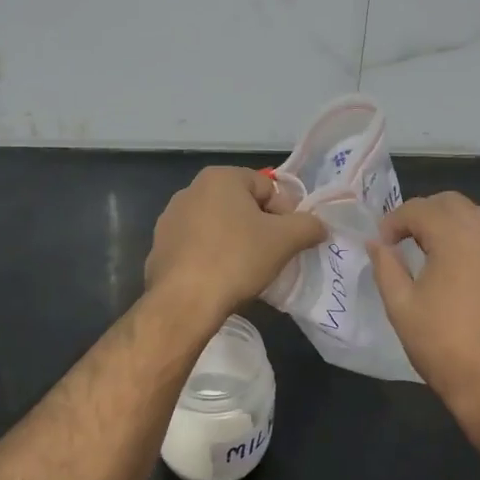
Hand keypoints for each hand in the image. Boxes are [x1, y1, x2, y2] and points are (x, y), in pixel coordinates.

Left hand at [146, 167, 324, 321]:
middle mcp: (191, 190)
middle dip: (260, 228)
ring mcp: (171, 219)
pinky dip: (213, 257)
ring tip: (247, 271)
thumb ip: (308, 226)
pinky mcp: (160, 247)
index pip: (267, 187)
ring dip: (237, 242)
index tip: (288, 241)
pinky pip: (198, 246)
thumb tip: (319, 226)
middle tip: (272, 256)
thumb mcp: (285, 240)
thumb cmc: (237, 259)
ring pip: (219, 226)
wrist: (184, 302)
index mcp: (220, 178)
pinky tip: (221, 279)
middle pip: (242, 205)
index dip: (285, 214)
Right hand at [367, 192, 479, 426]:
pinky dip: (475, 240)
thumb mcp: (401, 306)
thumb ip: (385, 266)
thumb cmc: (442, 344)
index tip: (381, 244)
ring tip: (432, 251)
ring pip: (476, 216)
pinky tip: (464, 268)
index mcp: (454, 236)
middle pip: (450, 203)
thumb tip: (375, 242)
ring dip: (450, 224)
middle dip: (423, 214)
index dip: (393, 221)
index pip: (418, 208)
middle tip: (404, 241)